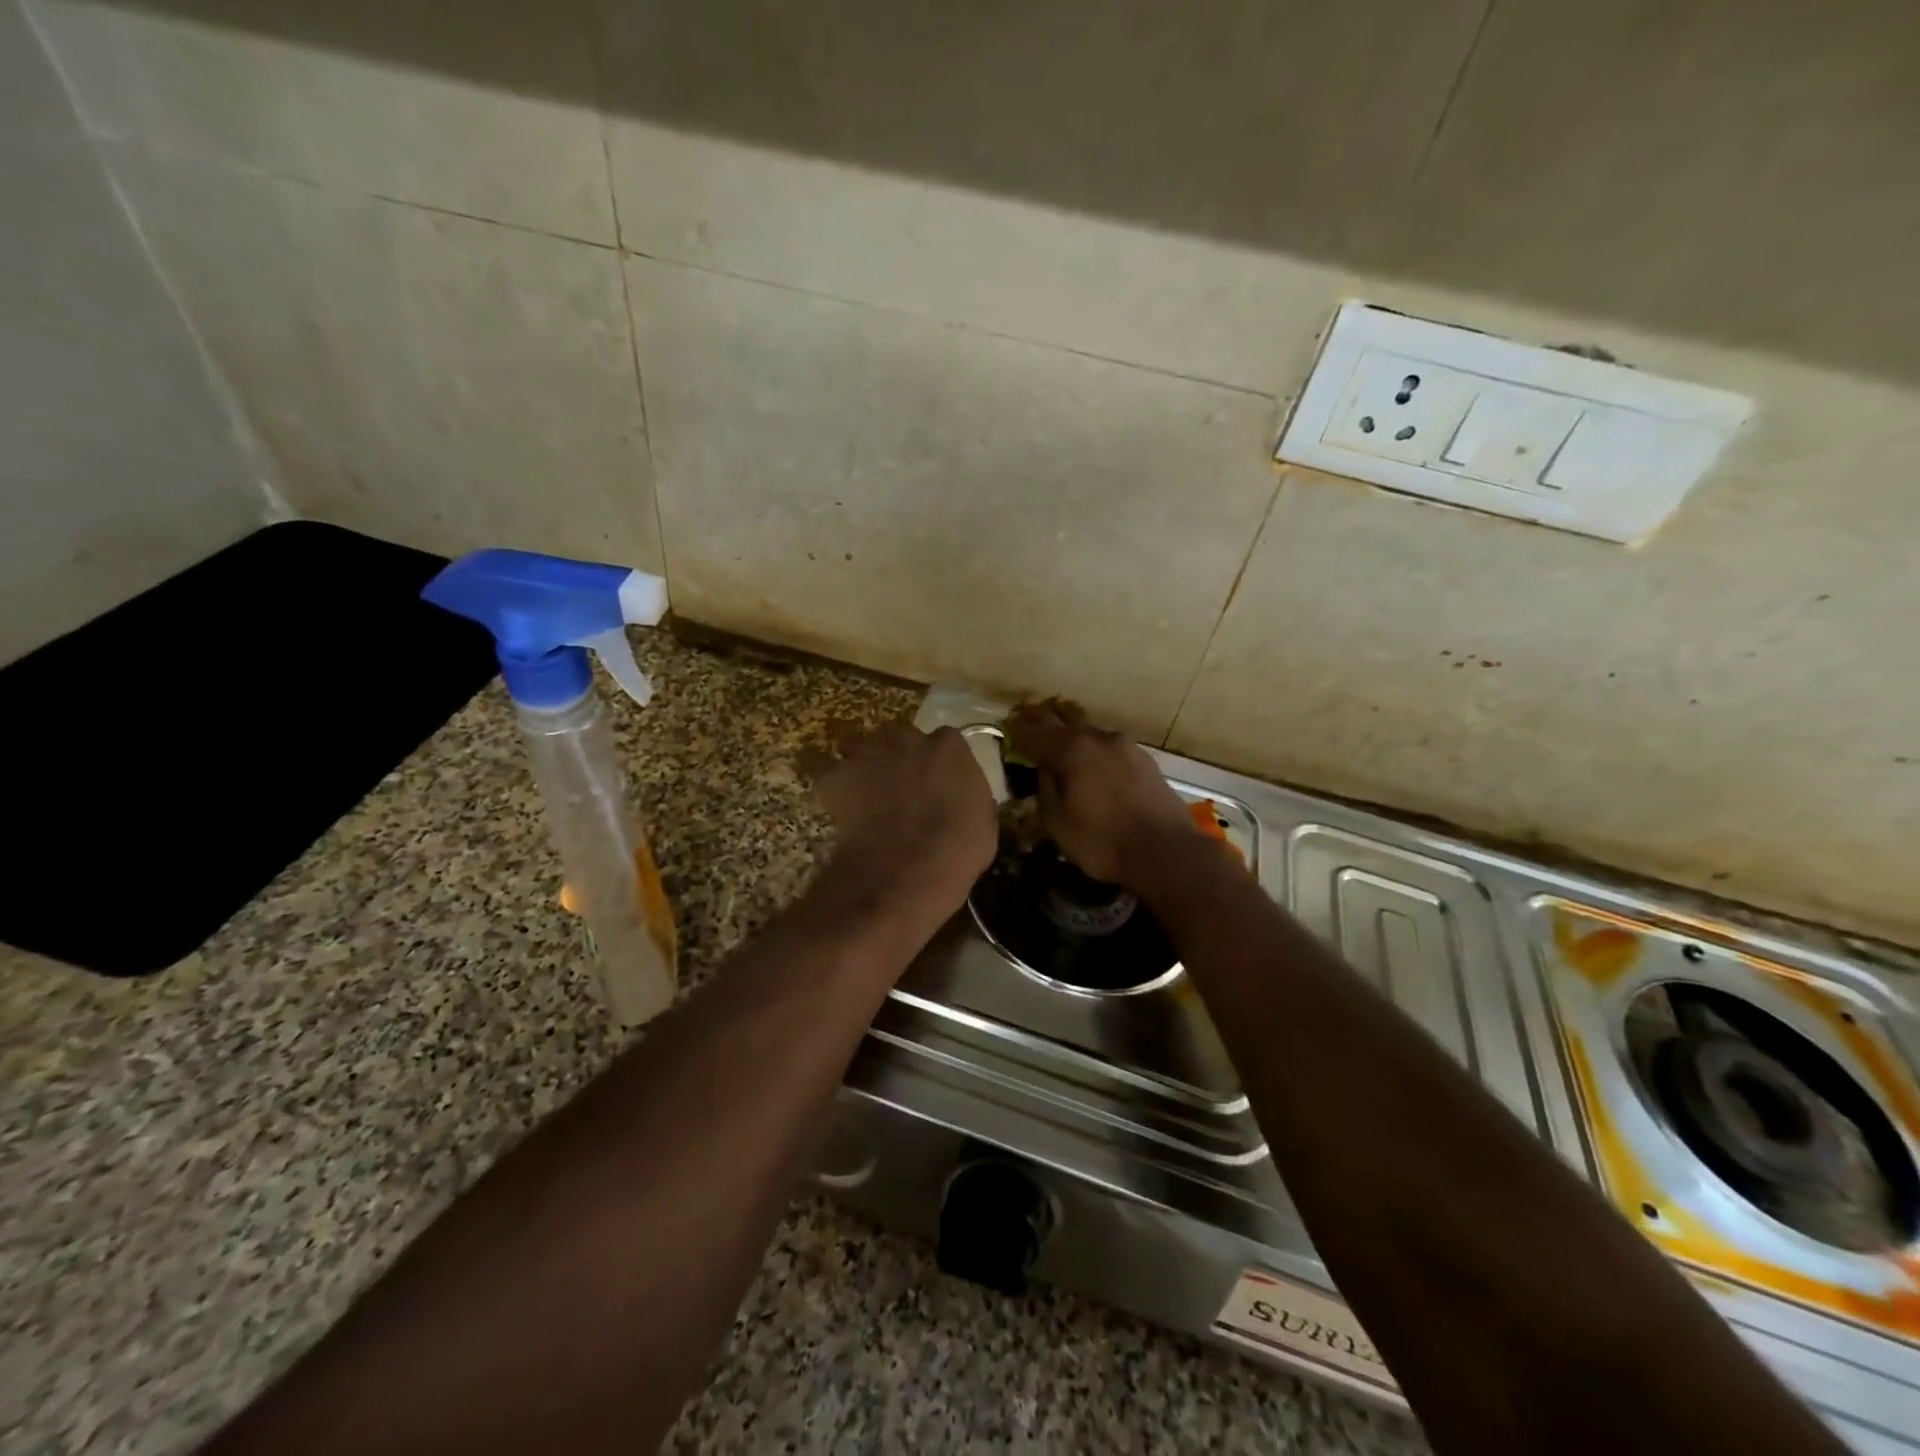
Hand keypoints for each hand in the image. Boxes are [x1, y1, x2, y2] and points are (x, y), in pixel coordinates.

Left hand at [804, 722, 997, 912]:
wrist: (905, 869)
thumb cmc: (956, 849)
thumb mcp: (983, 822)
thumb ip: (970, 797)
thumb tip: (961, 798)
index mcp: (949, 747)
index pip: (946, 742)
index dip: (940, 763)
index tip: (940, 783)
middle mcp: (907, 739)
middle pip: (902, 738)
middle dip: (902, 757)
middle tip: (903, 788)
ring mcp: (868, 754)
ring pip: (864, 749)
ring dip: (866, 765)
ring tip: (866, 793)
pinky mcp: (836, 777)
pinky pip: (822, 766)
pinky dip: (828, 778)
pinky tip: (832, 794)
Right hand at [1003, 699, 1202, 889]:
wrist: (1166, 851)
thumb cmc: (1103, 842)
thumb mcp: (1058, 823)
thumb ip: (1046, 790)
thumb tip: (1043, 770)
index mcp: (1071, 751)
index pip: (1035, 734)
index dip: (1018, 731)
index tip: (1006, 726)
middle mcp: (1097, 738)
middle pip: (1064, 718)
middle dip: (1044, 717)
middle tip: (1028, 714)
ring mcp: (1125, 746)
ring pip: (1090, 728)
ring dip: (1072, 726)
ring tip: (1060, 727)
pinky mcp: (1144, 759)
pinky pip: (1109, 743)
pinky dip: (1093, 743)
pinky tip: (1093, 754)